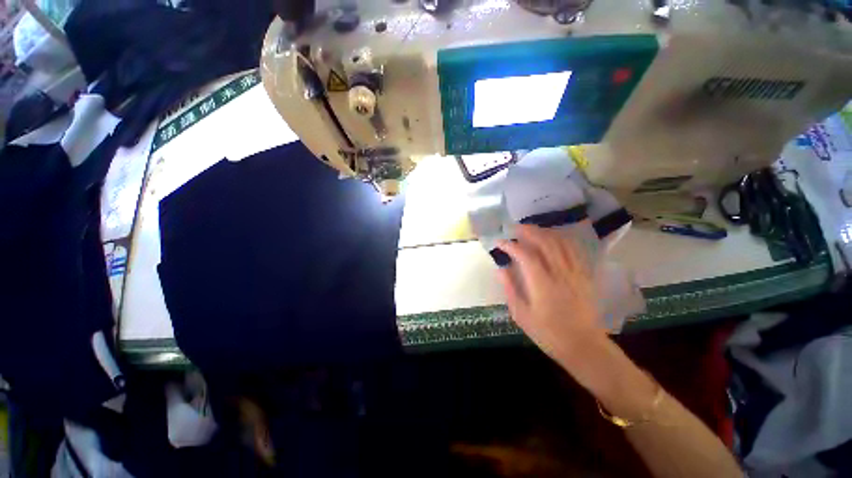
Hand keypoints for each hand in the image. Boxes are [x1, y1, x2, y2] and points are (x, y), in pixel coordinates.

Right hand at [496, 224, 607, 368]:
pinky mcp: (584, 275)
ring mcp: (575, 272)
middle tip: (514, 228)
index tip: (500, 242)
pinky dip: (561, 239)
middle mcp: (560, 273)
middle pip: (545, 242)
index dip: (510, 245)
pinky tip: (553, 238)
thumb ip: (510, 288)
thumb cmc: (547, 333)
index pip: (525, 255)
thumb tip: (500, 268)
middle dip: (528, 231)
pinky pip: (573, 250)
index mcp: (542, 284)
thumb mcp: (521, 314)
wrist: (583, 345)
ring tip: (531, 230)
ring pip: (561, 243)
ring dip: (544, 232)